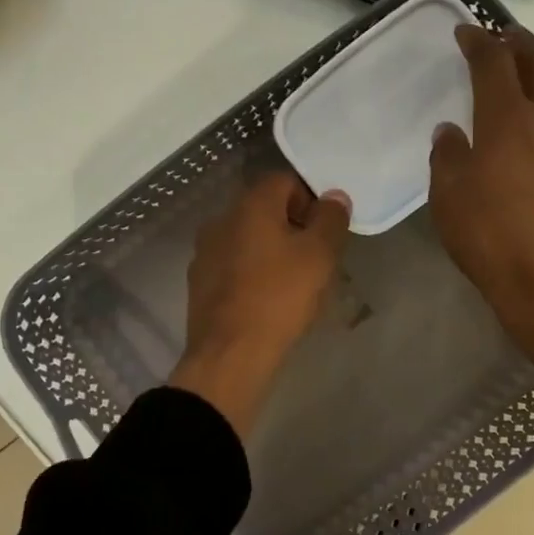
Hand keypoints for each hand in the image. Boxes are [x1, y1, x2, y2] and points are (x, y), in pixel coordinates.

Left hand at [169, 171, 351, 437]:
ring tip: (293, 283)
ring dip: (272, 251)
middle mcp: (222, 219)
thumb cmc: (279, 297)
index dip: (312, 200)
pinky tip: (267, 300)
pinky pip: (234, 264)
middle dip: (293, 226)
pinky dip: (252, 272)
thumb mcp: (319, 255)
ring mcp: (205, 251)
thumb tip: (334, 197)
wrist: (230, 354)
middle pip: (265, 209)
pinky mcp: (199, 281)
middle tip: (315, 259)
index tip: (326, 232)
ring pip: (248, 238)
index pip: (286, 181)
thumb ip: (331, 219)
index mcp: (250, 205)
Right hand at [430, 25, 533, 394]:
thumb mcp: (449, 200)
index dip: (479, 42)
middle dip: (521, 45)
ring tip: (522, 98)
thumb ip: (447, 157)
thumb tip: (451, 132)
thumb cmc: (492, 241)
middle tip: (506, 38)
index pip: (494, 63)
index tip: (467, 32)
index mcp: (508, 121)